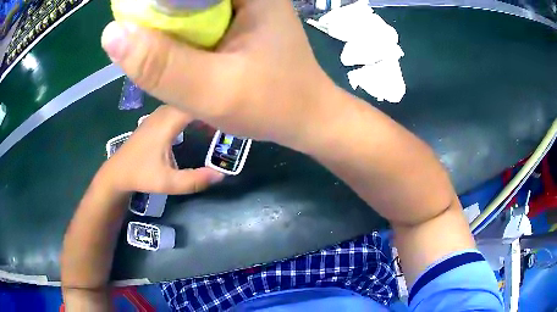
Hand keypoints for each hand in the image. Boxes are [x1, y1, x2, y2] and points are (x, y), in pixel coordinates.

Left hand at [99, 105, 223, 194]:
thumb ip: (195, 180)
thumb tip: (222, 174)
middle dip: (212, 102)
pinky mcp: (157, 118)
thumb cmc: (141, 175)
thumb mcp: (168, 183)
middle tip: (233, 114)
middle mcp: (164, 111)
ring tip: (221, 116)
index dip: (215, 102)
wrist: (117, 172)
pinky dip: (193, 110)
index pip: (196, 101)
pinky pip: (179, 106)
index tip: (234, 109)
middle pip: (192, 97)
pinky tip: (201, 121)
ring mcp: (159, 113)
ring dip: (202, 106)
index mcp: (167, 122)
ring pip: (185, 100)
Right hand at [100, 0, 336, 148]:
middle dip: (157, 13)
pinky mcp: (237, 22)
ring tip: (162, 51)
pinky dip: (178, 33)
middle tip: (148, 44)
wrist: (306, 117)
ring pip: (186, 7)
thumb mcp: (213, 90)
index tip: (132, 18)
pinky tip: (176, 52)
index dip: (152, 4)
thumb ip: (161, 64)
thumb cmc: (273, 105)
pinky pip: (195, 19)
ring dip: (165, 24)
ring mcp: (242, 6)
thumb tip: (112, 34)